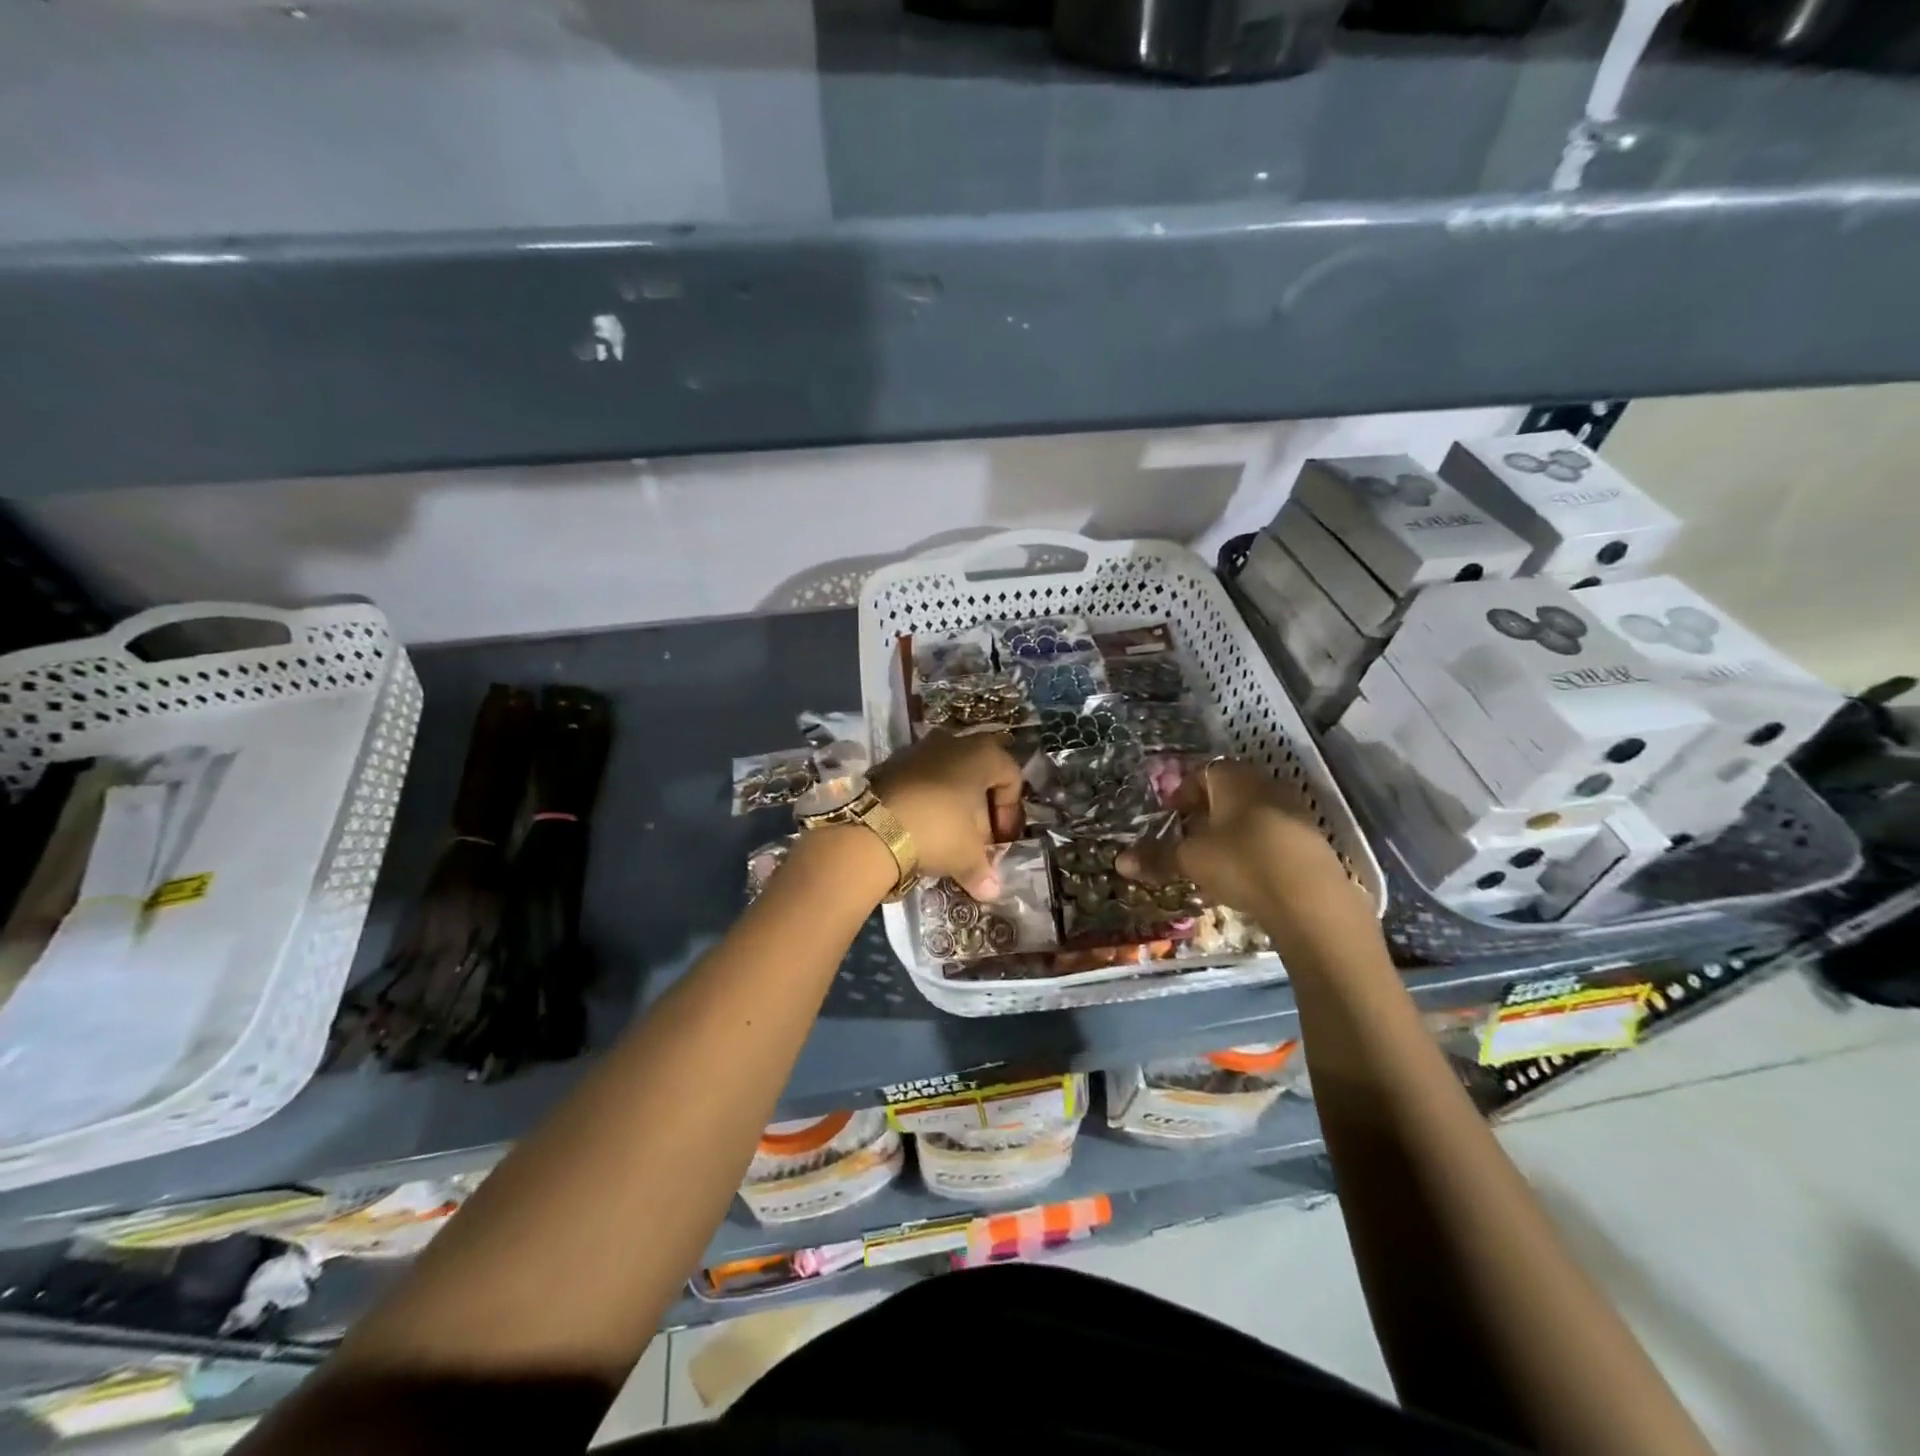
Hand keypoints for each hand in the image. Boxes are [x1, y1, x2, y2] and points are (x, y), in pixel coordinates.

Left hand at [871, 731, 1023, 900]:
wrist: (871, 827)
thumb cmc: (937, 830)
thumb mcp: (967, 855)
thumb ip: (983, 870)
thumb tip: (992, 891)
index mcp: (982, 754)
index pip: (1011, 777)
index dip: (1010, 812)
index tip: (1000, 840)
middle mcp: (952, 742)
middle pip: (978, 776)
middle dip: (980, 810)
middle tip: (976, 841)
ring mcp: (919, 750)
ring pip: (948, 778)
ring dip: (952, 806)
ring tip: (948, 839)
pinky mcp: (891, 764)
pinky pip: (921, 782)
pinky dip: (927, 803)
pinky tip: (921, 831)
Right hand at [1118, 759, 1357, 920]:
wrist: (1309, 898)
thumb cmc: (1241, 862)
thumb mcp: (1190, 860)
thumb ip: (1156, 857)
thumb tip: (1119, 861)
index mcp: (1233, 778)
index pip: (1203, 772)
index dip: (1182, 793)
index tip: (1170, 817)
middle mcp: (1265, 784)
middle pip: (1229, 791)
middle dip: (1206, 812)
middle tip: (1189, 838)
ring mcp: (1293, 809)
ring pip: (1253, 812)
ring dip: (1232, 829)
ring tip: (1215, 858)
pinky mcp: (1311, 838)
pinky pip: (1274, 832)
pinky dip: (1256, 845)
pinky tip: (1248, 873)